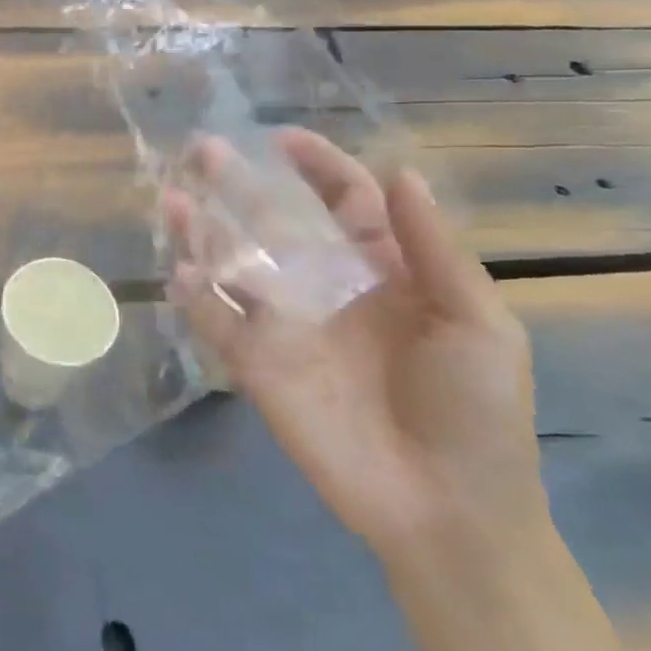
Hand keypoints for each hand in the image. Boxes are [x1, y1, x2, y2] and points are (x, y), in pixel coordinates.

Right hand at [163, 129, 544, 563]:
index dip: (318, 166)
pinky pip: (215, 321)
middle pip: (273, 221)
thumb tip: (400, 171)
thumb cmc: (475, 410)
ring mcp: (284, 324)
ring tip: (173, 199)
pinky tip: (180, 271)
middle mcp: (324, 285)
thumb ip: (433, 248)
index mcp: (382, 269)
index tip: (282, 140)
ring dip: (201, 231)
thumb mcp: (477, 322)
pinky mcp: (255, 364)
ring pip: (232, 264)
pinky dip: (194, 296)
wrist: (446, 509)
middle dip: (238, 184)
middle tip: (202, 150)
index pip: (344, 200)